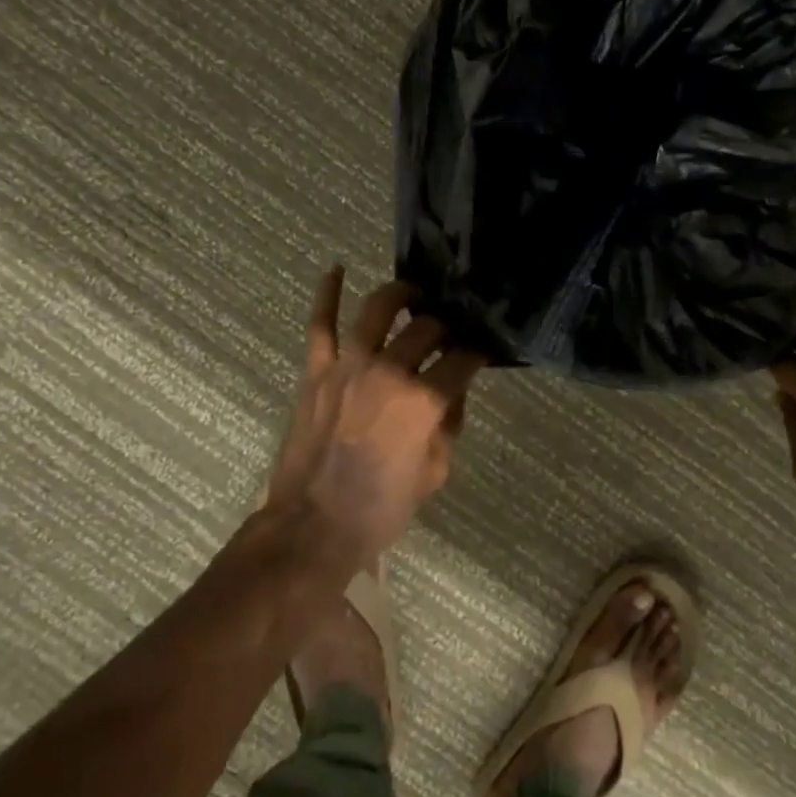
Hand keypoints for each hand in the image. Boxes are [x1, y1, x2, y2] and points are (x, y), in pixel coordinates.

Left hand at [267, 268, 485, 564]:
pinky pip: (321, 323)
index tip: (482, 353)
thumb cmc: (382, 508)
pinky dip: (327, 294)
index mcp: (425, 400)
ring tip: (412, 294)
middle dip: (444, 328)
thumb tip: (453, 391)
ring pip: (378, 310)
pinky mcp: (316, 370)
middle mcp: (390, 371)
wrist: (313, 527)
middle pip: (427, 329)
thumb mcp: (436, 471)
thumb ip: (450, 423)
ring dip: (400, 295)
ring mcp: (348, 365)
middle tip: (447, 334)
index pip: (463, 360)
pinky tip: (337, 269)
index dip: (478, 354)